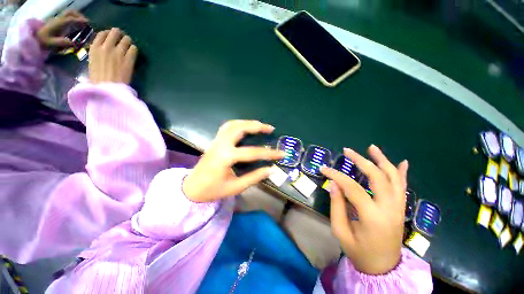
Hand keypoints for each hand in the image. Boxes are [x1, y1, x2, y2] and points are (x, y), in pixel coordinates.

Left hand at [36, 10, 87, 48]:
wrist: (36, 39)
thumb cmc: (43, 42)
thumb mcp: (50, 44)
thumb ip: (61, 43)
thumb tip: (73, 43)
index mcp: (57, 23)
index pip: (70, 19)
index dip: (79, 20)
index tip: (88, 23)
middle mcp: (59, 20)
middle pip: (70, 12)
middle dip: (79, 16)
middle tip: (86, 23)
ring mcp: (59, 21)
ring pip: (70, 14)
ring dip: (78, 18)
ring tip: (84, 25)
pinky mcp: (59, 23)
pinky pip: (69, 19)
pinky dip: (76, 21)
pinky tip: (79, 27)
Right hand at [89, 28, 137, 83]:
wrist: (108, 88)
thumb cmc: (98, 79)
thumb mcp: (92, 63)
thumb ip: (98, 54)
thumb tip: (103, 49)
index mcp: (94, 48)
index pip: (102, 34)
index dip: (108, 34)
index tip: (111, 36)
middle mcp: (106, 47)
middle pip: (114, 33)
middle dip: (119, 34)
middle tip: (122, 38)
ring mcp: (118, 53)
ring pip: (126, 39)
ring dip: (127, 40)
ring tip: (128, 44)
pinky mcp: (129, 60)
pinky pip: (133, 49)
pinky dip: (133, 49)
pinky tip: (133, 51)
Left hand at [183, 120, 285, 202]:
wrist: (192, 188)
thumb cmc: (213, 190)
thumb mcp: (236, 187)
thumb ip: (255, 177)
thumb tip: (272, 169)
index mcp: (226, 157)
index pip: (253, 153)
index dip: (269, 153)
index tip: (281, 153)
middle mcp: (221, 144)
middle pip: (240, 128)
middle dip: (257, 126)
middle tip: (270, 129)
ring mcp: (217, 141)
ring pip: (233, 124)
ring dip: (248, 123)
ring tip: (260, 125)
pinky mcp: (215, 141)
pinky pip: (227, 127)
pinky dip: (238, 124)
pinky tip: (245, 127)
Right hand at [321, 145, 407, 274]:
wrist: (384, 268)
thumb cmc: (359, 252)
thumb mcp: (341, 231)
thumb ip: (337, 206)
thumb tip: (334, 184)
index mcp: (372, 216)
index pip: (352, 188)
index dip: (336, 175)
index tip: (324, 168)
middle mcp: (389, 208)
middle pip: (377, 177)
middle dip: (361, 160)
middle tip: (347, 151)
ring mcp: (398, 207)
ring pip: (393, 178)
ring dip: (382, 160)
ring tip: (372, 148)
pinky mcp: (400, 208)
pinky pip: (403, 186)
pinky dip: (401, 173)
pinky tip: (401, 162)